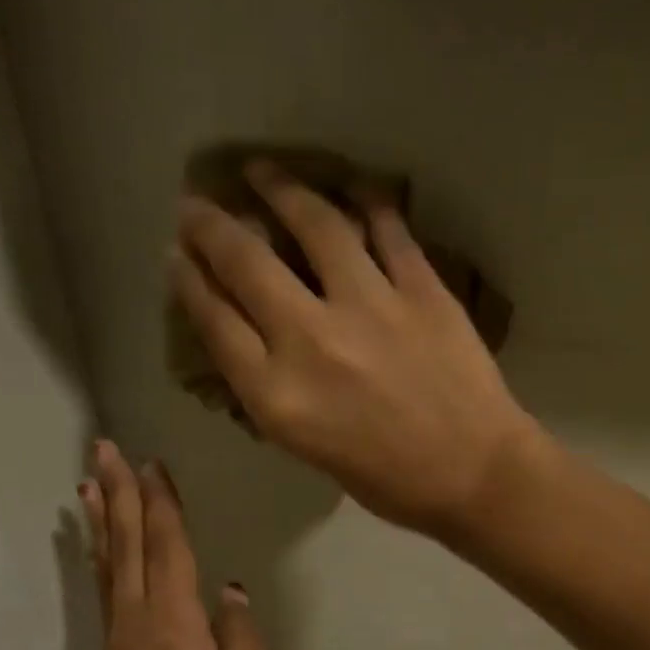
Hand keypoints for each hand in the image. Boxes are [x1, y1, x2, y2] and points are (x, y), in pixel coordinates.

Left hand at [72, 441, 271, 649]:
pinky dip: (98, 558)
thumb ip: (240, 634)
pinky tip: (96, 549)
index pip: (167, 545)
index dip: (160, 501)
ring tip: (88, 482)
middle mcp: (136, 620)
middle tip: (103, 447)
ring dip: (101, 518)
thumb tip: (229, 589)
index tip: (152, 461)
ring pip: (108, 564)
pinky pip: (104, 590)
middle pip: (127, 543)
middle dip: (117, 492)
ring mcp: (117, 641)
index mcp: (173, 621)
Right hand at [171, 161, 543, 538]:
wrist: (473, 474)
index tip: (177, 254)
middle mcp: (311, 339)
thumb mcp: (305, 447)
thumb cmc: (386, 479)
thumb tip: (249, 334)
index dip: (189, 280)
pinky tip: (350, 187)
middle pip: (246, 262)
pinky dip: (366, 201)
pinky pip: (387, 228)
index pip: (214, 320)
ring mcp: (369, 306)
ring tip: (261, 170)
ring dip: (280, 188)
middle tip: (196, 203)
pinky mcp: (421, 288)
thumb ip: (270, 388)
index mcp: (276, 394)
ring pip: (315, 225)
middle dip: (210, 225)